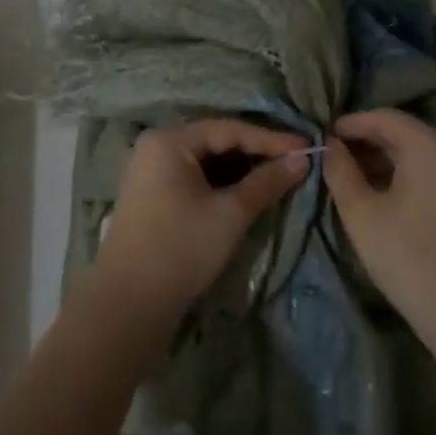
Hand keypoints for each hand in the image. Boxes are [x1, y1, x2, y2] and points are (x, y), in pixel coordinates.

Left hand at [101, 119, 310, 320]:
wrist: (128, 305)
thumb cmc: (181, 248)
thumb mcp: (231, 213)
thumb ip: (267, 182)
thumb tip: (302, 160)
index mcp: (169, 141)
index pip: (229, 129)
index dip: (271, 138)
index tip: (307, 147)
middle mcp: (156, 148)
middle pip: (216, 141)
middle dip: (257, 152)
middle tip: (295, 160)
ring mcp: (151, 173)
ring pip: (207, 161)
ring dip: (242, 169)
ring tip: (279, 176)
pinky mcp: (154, 197)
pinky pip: (195, 178)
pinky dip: (223, 183)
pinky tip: (248, 193)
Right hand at [323, 109, 435, 336]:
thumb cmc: (408, 256)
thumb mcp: (362, 213)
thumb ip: (340, 171)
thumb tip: (329, 145)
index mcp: (429, 145)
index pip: (383, 117)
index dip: (349, 124)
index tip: (320, 138)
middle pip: (400, 133)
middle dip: (362, 142)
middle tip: (328, 158)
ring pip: (412, 154)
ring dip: (378, 161)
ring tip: (343, 178)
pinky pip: (424, 172)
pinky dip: (397, 176)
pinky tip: (372, 195)